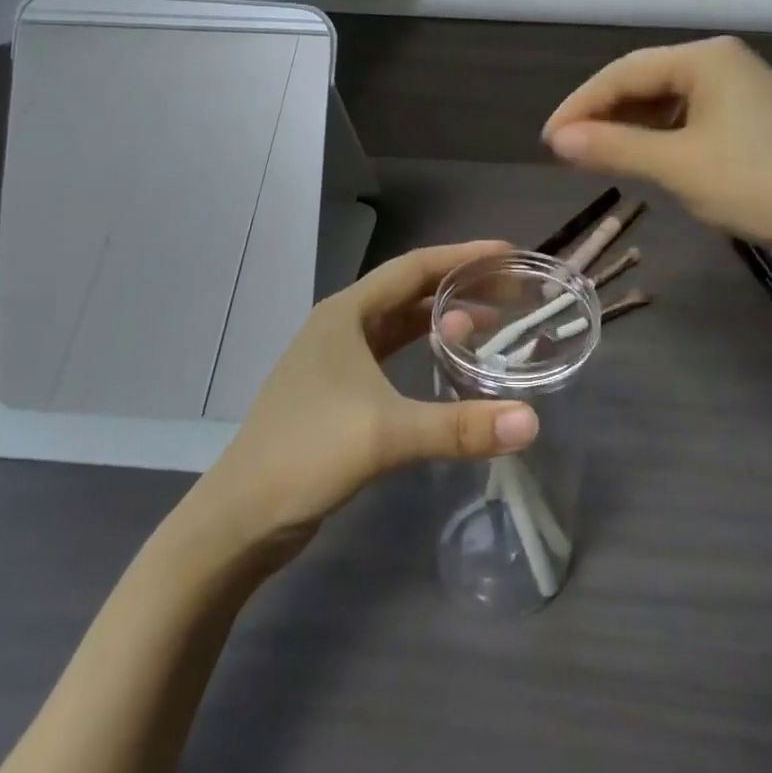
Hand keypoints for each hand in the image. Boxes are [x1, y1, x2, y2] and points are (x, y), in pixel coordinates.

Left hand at [196, 241, 539, 543]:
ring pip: (398, 324)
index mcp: (345, 314)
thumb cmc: (308, 455)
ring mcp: (333, 359)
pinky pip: (388, 353)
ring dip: (440, 321)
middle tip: (508, 292)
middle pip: (408, 291)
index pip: (414, 268)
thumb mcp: (387, 434)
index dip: (462, 256)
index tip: (508, 253)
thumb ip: (460, 426)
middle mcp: (339, 325)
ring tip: (489, 326)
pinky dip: (421, 351)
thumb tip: (532, 422)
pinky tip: (446, 364)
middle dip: (458, 287)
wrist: (239, 518)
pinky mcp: (335, 391)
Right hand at [542, 37, 771, 258]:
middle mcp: (723, 62)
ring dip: (629, 127)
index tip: (548, 139)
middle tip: (565, 149)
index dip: (581, 104)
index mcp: (706, 58)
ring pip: (666, 101)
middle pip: (645, 80)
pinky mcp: (750, 119)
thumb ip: (613, 148)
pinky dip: (658, 137)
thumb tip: (557, 140)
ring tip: (595, 155)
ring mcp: (740, 90)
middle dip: (603, 114)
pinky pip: (689, 118)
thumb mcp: (677, 167)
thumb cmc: (757, 185)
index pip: (625, 72)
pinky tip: (642, 158)